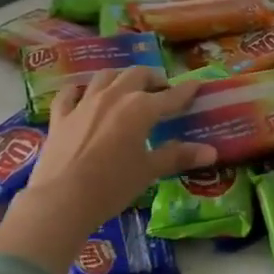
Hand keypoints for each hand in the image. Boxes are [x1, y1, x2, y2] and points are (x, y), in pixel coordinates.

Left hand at [0, 69, 216, 273]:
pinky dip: (79, 91)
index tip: (196, 85)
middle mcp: (114, 96)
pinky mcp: (60, 116)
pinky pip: (69, 94)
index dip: (186, 91)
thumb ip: (179, 156)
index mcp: (141, 108)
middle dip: (152, 78)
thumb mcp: (149, 171)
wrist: (62, 199)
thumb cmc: (113, 185)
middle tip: (160, 90)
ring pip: (105, 77)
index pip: (171, 96)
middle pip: (136, 75)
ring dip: (119, 78)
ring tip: (126, 87)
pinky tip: (81, 94)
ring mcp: (84, 104)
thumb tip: (212, 151)